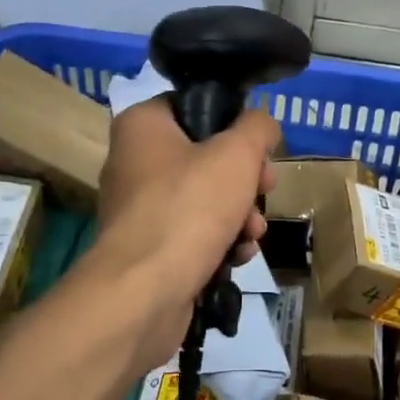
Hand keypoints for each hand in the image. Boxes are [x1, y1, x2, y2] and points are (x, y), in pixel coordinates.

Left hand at [88, 98, 278, 372]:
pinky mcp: (149, 248)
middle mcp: (134, 160)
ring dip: (240, 213)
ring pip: (206, 197)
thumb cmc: (189, 207)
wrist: (144, 294)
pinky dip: (220, 241)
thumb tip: (262, 123)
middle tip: (265, 188)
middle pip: (207, 155)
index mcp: (143, 125)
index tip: (259, 146)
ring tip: (254, 232)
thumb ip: (257, 127)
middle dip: (246, 178)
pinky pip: (194, 232)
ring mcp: (140, 207)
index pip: (196, 105)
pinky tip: (239, 255)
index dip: (235, 123)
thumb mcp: (237, 153)